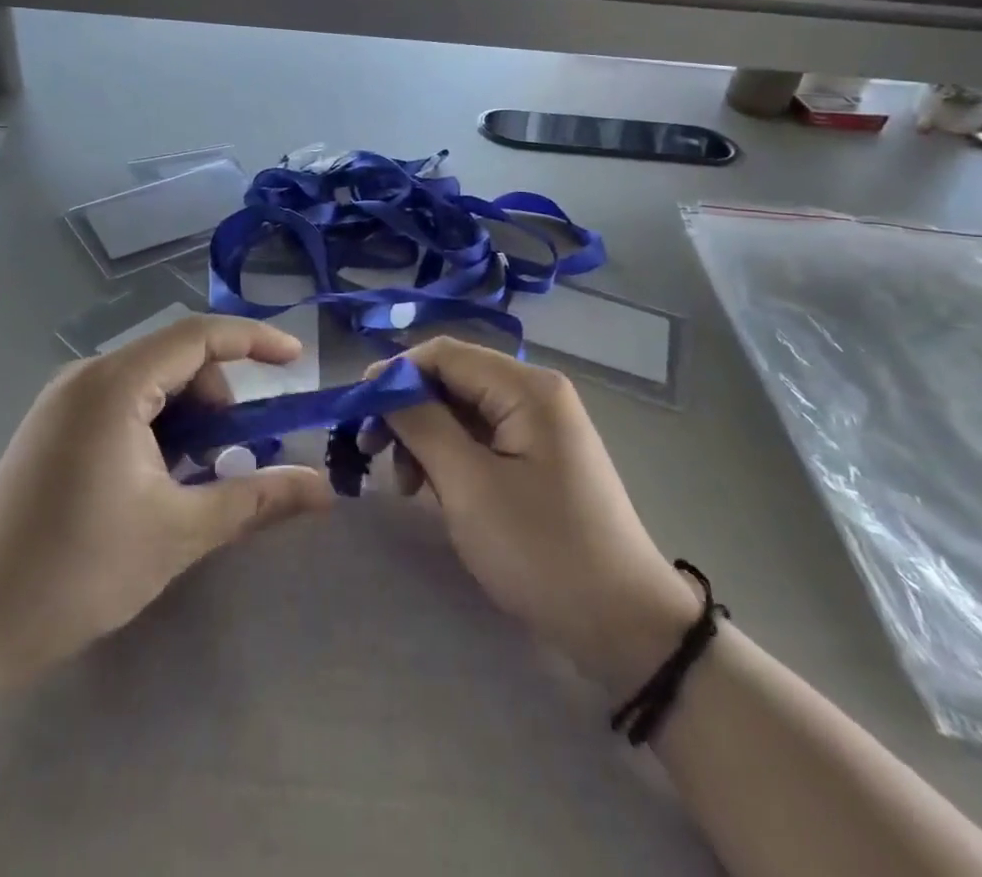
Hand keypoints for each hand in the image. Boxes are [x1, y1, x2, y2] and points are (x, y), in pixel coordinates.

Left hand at [0, 315, 333, 687]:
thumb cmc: (76, 572)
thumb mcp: (179, 533)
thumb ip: (256, 499)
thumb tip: (325, 489)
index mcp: (114, 384)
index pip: (199, 335)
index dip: (255, 340)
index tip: (297, 360)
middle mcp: (87, 376)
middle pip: (177, 358)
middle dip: (219, 397)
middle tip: (234, 457)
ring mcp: (64, 400)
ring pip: (152, 383)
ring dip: (189, 418)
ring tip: (193, 480)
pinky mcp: (54, 427)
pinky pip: (125, 403)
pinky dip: (158, 428)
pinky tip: (157, 481)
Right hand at [373, 337, 701, 690]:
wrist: (626, 628)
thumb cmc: (543, 551)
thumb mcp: (470, 486)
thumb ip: (422, 424)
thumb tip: (384, 385)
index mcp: (526, 387)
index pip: (444, 354)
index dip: (394, 374)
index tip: (355, 411)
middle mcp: (536, 394)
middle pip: (452, 380)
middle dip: (407, 411)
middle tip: (370, 452)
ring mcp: (540, 427)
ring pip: (462, 411)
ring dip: (425, 438)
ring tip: (403, 486)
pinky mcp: (539, 458)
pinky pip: (482, 439)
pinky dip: (450, 457)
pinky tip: (433, 490)